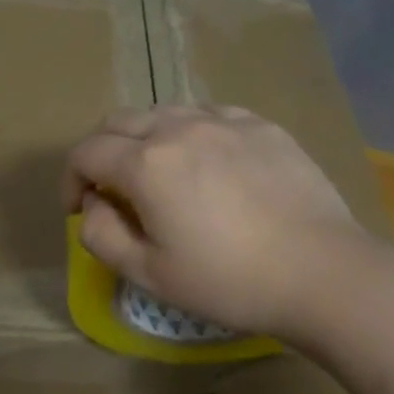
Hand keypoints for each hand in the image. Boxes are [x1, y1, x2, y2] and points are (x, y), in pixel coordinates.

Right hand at [62, 105, 376, 337]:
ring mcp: (225, 121)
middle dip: (102, 152)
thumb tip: (93, 203)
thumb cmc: (227, 281)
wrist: (321, 273)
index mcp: (146, 164)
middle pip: (118, 122)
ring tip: (160, 175)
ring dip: (144, 139)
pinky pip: (209, 116)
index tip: (80, 208)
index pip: (85, 152)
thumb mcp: (148, 273)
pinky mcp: (262, 126)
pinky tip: (208, 165)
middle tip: (112, 190)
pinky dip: (190, 134)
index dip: (71, 179)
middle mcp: (179, 128)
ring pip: (163, 113)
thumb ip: (100, 234)